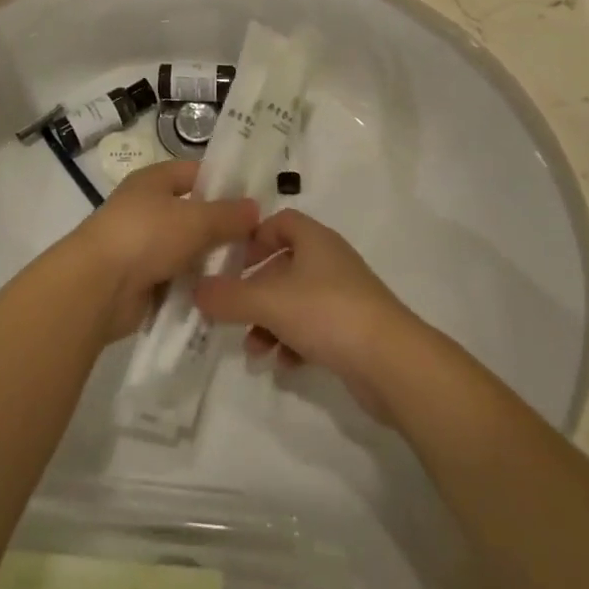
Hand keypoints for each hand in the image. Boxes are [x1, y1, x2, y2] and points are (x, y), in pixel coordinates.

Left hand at [59, 161, 258, 342]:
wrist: (97, 286)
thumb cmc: (146, 236)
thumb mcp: (195, 220)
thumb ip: (228, 215)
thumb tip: (254, 208)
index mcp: (154, 180)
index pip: (195, 172)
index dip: (224, 182)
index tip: (255, 200)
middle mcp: (147, 207)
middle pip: (192, 213)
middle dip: (221, 227)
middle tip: (259, 242)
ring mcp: (142, 244)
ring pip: (186, 248)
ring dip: (208, 260)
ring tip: (246, 271)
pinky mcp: (140, 279)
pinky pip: (175, 278)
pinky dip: (193, 285)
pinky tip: (220, 293)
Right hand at [194, 209, 421, 421]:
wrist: (392, 362)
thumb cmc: (327, 313)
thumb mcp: (269, 302)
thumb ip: (228, 296)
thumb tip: (196, 290)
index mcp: (315, 240)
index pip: (280, 222)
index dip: (254, 238)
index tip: (231, 262)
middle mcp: (330, 261)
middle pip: (284, 265)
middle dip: (256, 290)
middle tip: (233, 311)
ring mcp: (345, 296)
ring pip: (296, 301)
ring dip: (271, 322)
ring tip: (254, 349)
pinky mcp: (354, 330)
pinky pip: (314, 329)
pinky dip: (294, 343)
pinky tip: (283, 366)